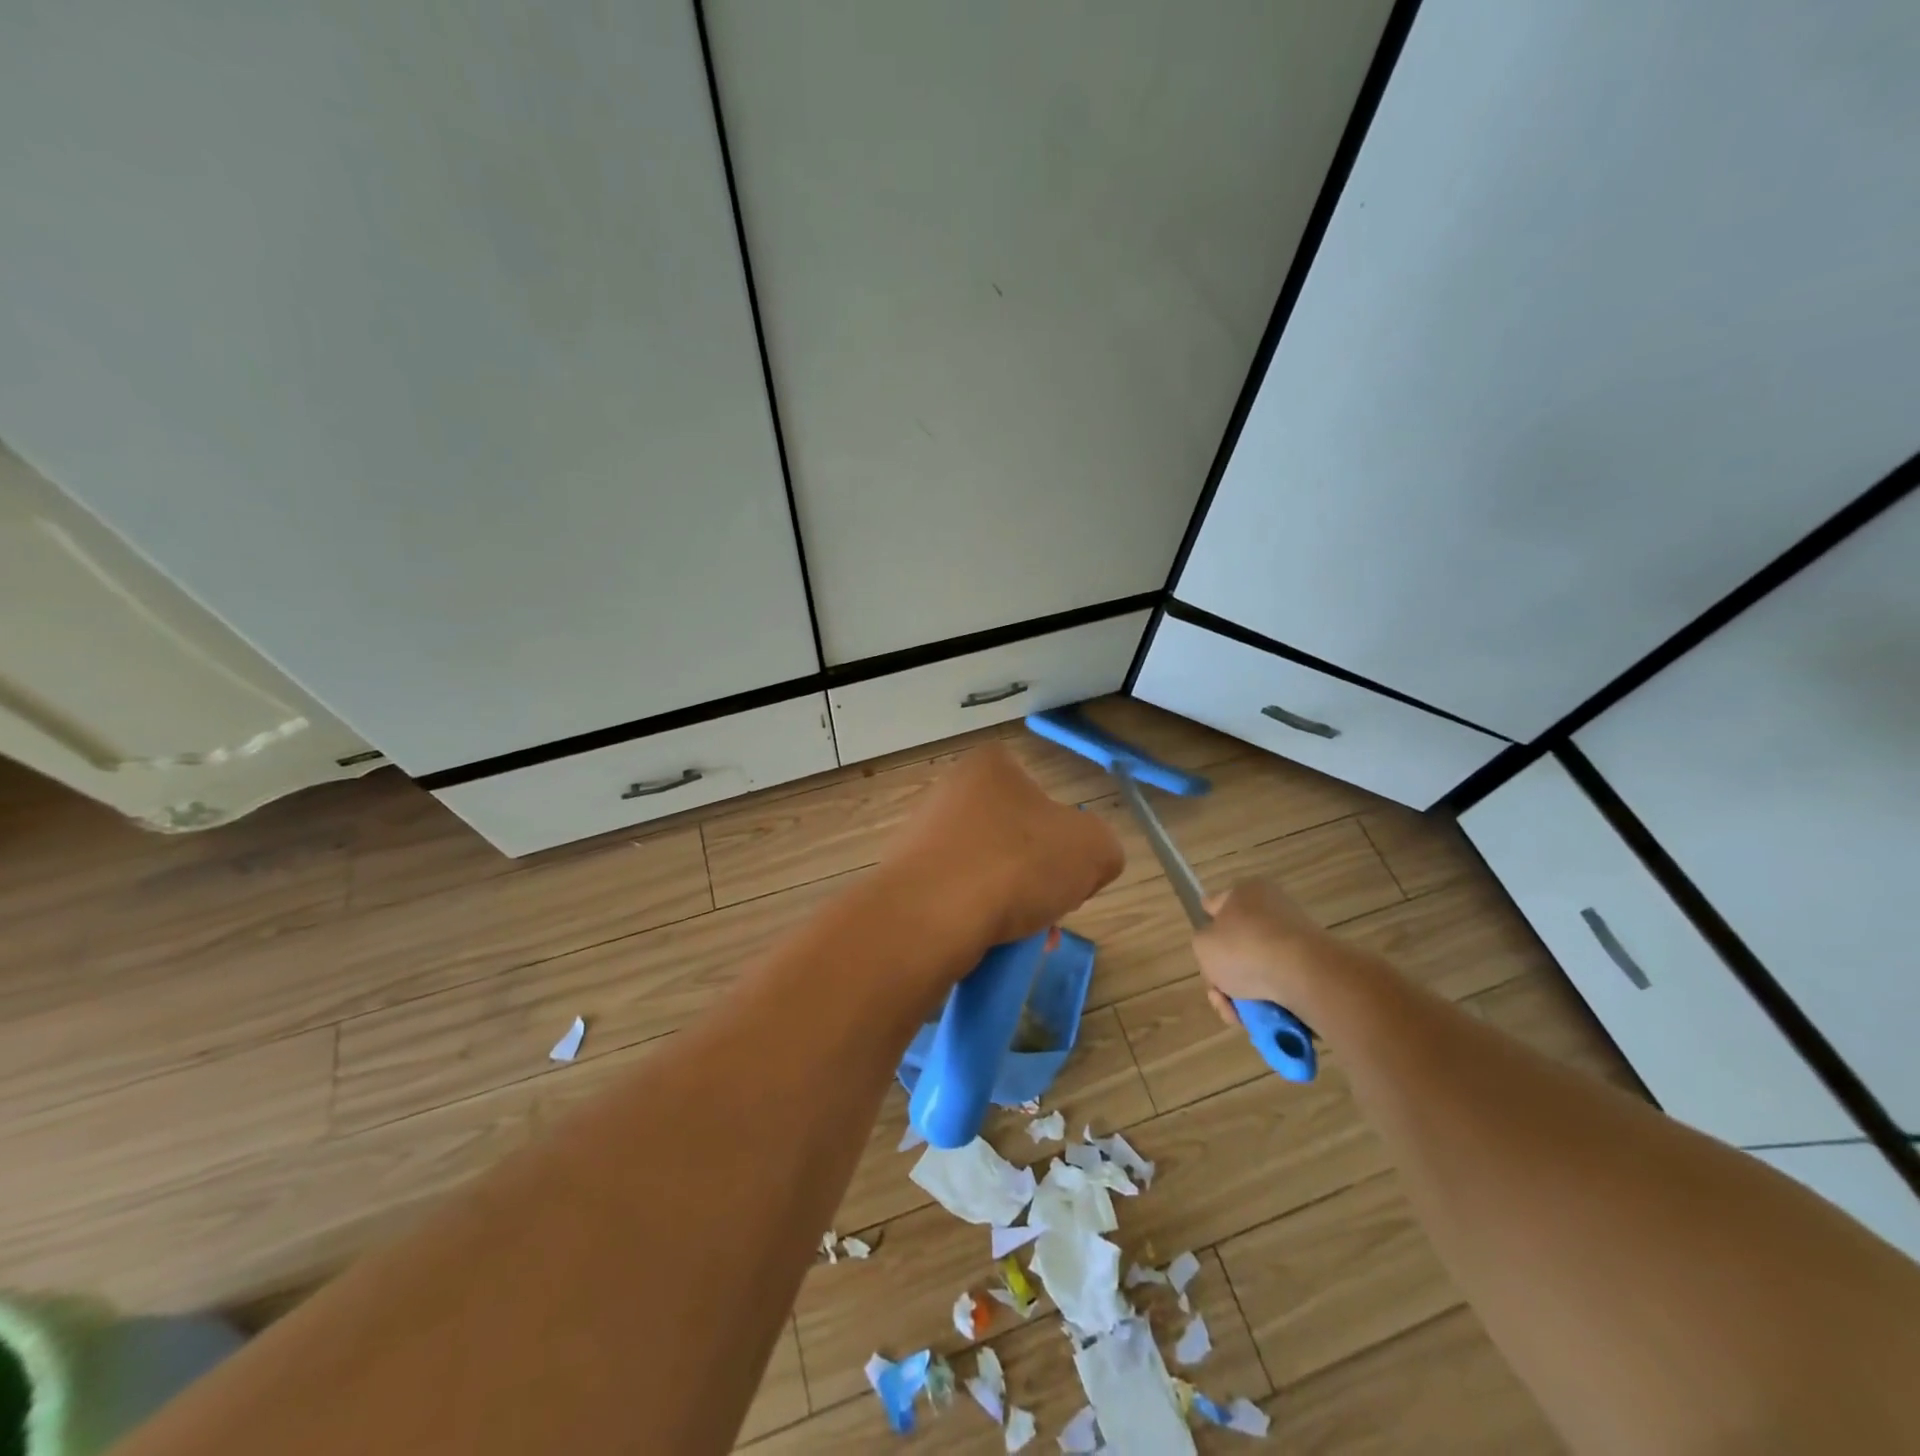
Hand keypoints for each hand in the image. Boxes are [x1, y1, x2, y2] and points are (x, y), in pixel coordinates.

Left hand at [883, 743, 1124, 948]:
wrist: (928, 917)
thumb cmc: (1015, 865)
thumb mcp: (1092, 848)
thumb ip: (1101, 848)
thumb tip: (1084, 865)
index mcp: (991, 767)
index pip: (1044, 798)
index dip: (1066, 839)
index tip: (1071, 874)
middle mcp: (949, 792)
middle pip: (1016, 841)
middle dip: (1039, 882)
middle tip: (1050, 914)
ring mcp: (921, 836)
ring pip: (987, 874)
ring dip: (1012, 907)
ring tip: (1024, 941)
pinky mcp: (904, 880)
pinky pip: (956, 900)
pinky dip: (977, 922)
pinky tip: (990, 947)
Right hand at [1192, 878, 1339, 1027]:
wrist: (1305, 976)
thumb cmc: (1245, 949)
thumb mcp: (1203, 945)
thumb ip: (1203, 944)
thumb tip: (1220, 950)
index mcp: (1246, 892)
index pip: (1216, 905)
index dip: (1207, 924)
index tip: (1205, 949)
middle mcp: (1273, 909)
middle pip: (1238, 944)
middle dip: (1225, 974)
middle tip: (1218, 994)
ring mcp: (1297, 938)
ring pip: (1258, 969)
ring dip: (1244, 994)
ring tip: (1238, 1013)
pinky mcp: (1314, 967)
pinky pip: (1281, 984)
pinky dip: (1268, 1001)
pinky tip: (1260, 1018)